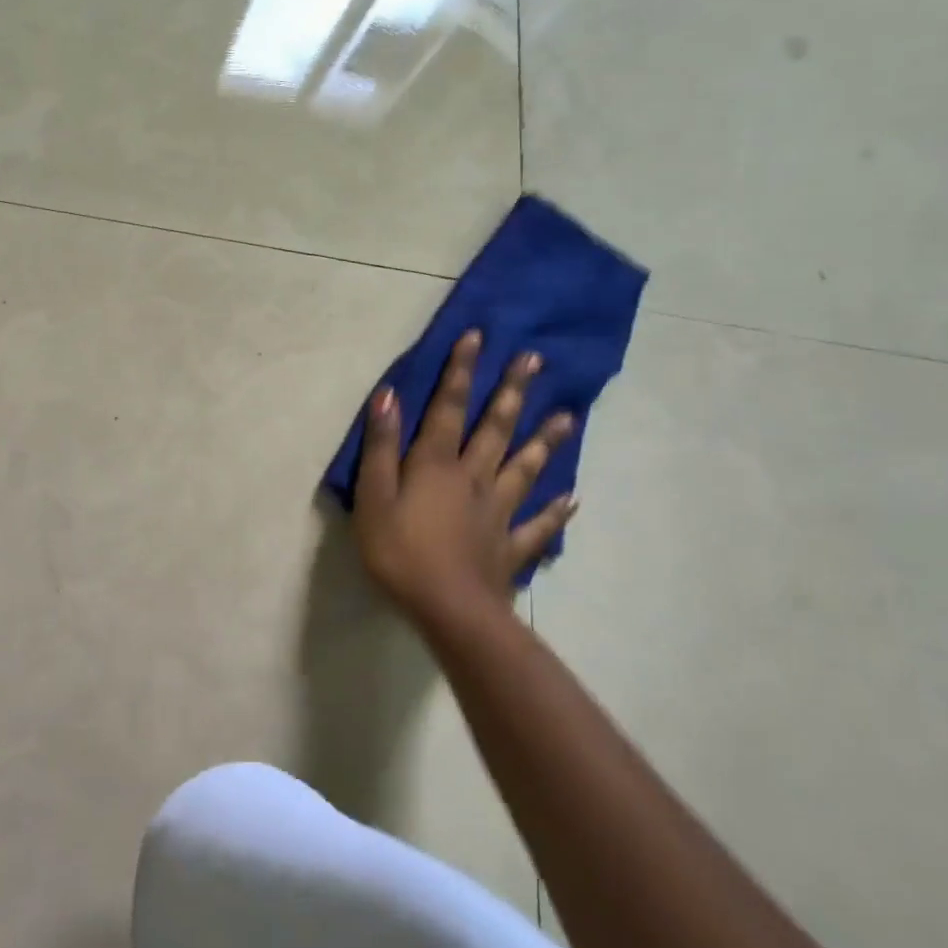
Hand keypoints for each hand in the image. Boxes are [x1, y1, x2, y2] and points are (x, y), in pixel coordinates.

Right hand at [352, 330, 577, 627]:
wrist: (449, 611)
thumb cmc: (400, 552)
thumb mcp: (374, 497)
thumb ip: (380, 447)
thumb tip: (389, 394)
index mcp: (437, 464)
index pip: (449, 407)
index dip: (461, 371)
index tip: (479, 337)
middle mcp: (473, 478)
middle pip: (495, 428)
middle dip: (512, 392)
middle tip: (535, 360)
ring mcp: (498, 512)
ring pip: (524, 468)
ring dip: (544, 441)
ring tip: (567, 417)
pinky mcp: (511, 546)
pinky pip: (538, 525)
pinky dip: (555, 511)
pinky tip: (574, 499)